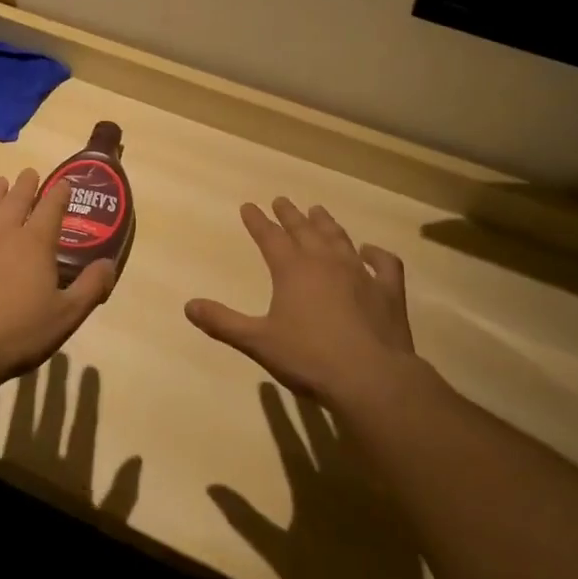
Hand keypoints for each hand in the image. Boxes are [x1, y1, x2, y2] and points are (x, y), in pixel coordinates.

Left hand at [0, 170, 115, 396]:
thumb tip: (109, 263)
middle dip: (26, 184)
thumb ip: (91, 288)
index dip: (60, 192)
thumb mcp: (66, 317)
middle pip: (16, 198)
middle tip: (30, 174)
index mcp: (35, 243)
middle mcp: (1, 231)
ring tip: (0, 183)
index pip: (52, 206)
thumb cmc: (16, 336)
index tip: (64, 184)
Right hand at [185, 198, 414, 407]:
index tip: (249, 206)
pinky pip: (384, 263)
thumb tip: (188, 306)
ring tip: (318, 211)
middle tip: (281, 200)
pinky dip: (376, 254)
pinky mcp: (389, 291)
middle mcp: (325, 262)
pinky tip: (370, 251)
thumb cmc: (309, 358)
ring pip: (339, 238)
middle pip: (304, 230)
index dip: (257, 221)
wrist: (371, 378)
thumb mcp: (258, 342)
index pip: (270, 237)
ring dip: (326, 223)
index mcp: (292, 269)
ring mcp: (360, 273)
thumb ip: (223, 322)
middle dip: (290, 215)